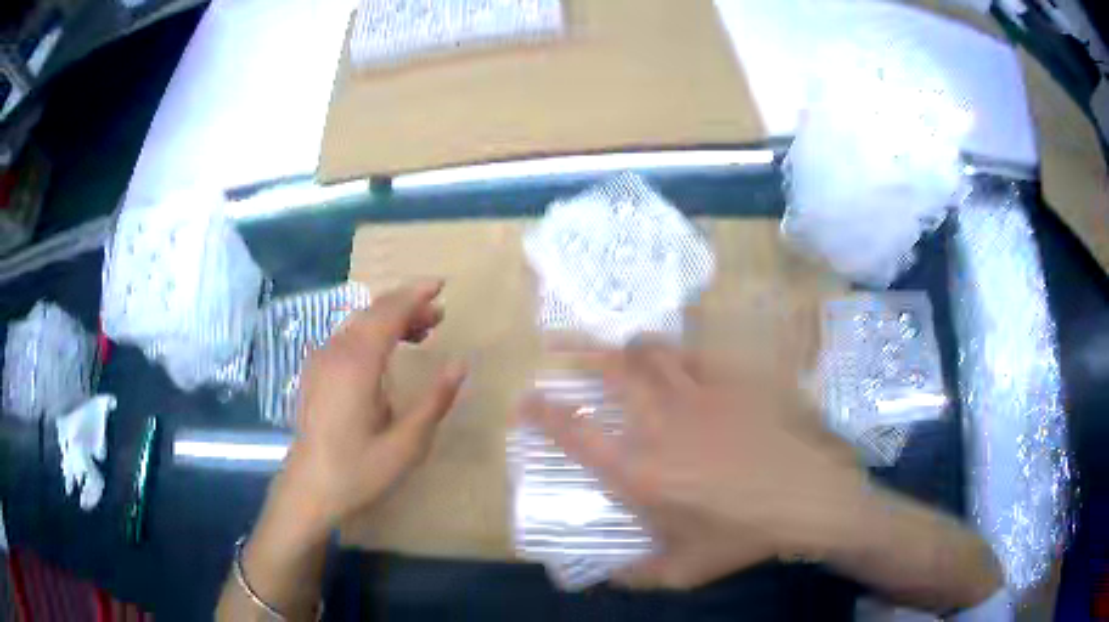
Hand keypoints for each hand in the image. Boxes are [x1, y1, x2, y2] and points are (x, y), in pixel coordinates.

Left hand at [280, 280, 466, 534]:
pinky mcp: (315, 372)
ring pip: (358, 323)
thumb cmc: (359, 469)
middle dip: (407, 306)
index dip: (415, 295)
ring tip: (420, 333)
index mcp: (358, 364)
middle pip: (373, 312)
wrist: (309, 489)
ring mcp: (321, 360)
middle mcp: (335, 352)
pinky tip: (385, 354)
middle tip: (438, 316)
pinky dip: (371, 334)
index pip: (388, 312)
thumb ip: (435, 400)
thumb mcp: (407, 443)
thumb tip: (460, 364)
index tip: (441, 286)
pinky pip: (346, 338)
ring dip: (389, 320)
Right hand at [521, 339, 866, 589]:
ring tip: (613, 347)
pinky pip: (697, 356)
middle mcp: (660, 427)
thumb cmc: (740, 538)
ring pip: (652, 354)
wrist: (803, 503)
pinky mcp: (731, 388)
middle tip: (555, 346)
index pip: (577, 435)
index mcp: (639, 473)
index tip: (525, 401)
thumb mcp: (682, 570)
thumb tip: (606, 577)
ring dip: (625, 346)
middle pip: (610, 373)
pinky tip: (672, 356)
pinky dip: (677, 352)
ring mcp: (698, 400)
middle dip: (576, 353)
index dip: (543, 413)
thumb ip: (636, 575)